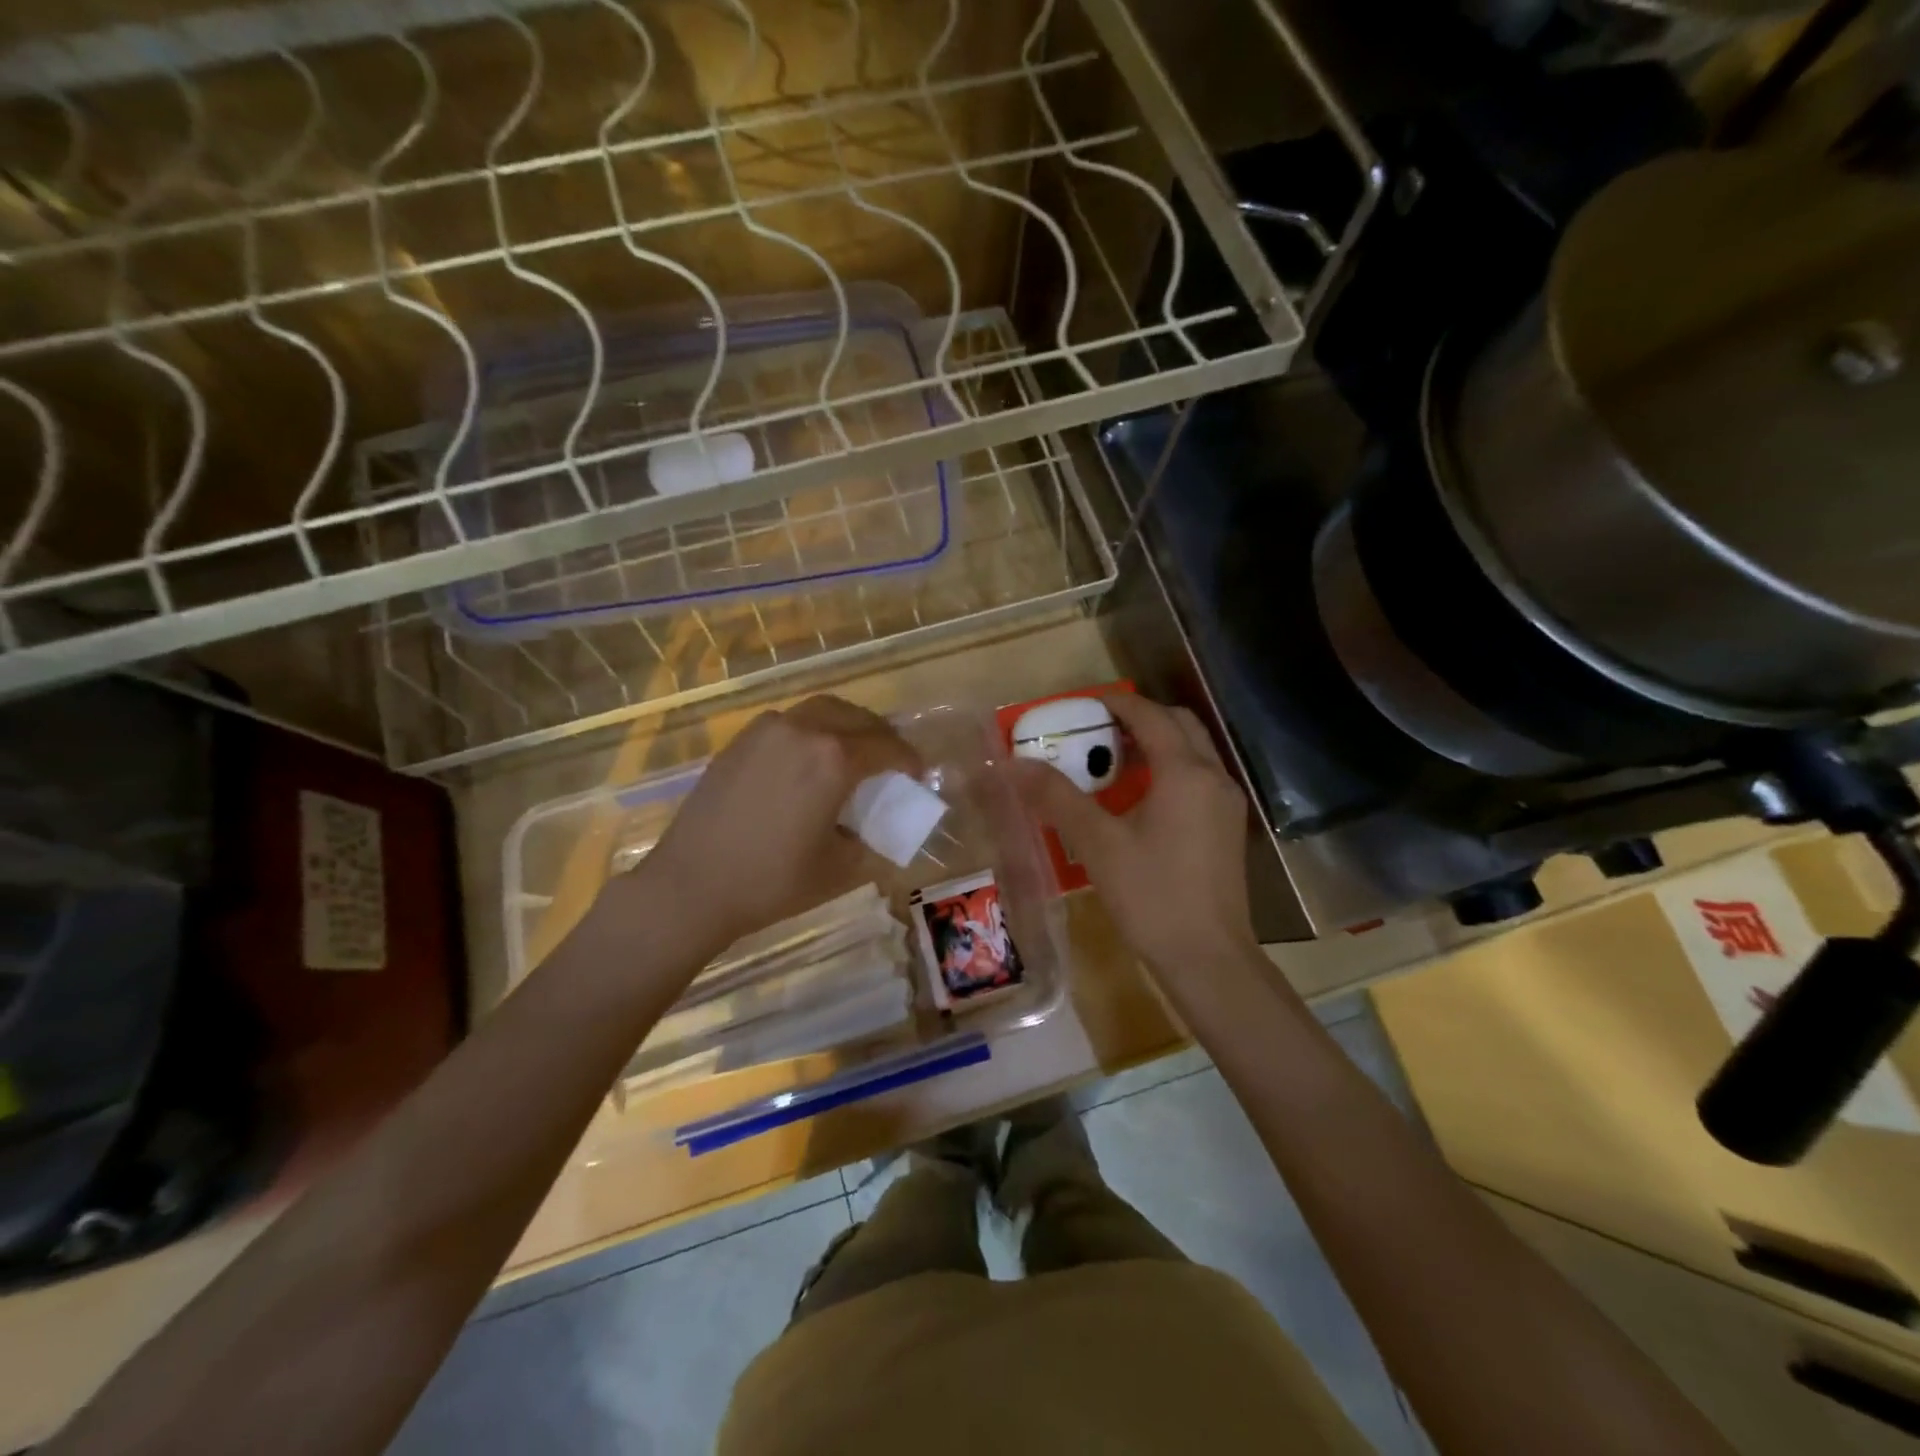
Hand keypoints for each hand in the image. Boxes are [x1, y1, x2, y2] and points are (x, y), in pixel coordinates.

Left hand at [625, 695, 921, 951]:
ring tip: (850, 753)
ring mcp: (765, 731)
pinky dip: (810, 731)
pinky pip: (787, 723)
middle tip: (888, 758)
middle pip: (854, 717)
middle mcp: (802, 731)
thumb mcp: (839, 867)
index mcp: (834, 759)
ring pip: (818, 711)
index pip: (886, 746)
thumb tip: (873, 826)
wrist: (691, 885)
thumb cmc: (772, 881)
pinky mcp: (738, 742)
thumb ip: (869, 839)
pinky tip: (806, 762)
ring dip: (844, 726)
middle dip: (879, 734)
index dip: (908, 759)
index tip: (918, 773)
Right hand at [1010, 694, 1259, 985]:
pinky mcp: (1227, 830)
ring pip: (1191, 753)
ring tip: (1111, 762)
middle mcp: (1214, 778)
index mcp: (1185, 772)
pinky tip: (1136, 801)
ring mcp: (1226, 805)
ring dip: (1155, 745)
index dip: (1115, 702)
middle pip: (1179, 725)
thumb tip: (1014, 764)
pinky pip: (1197, 780)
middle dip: (1139, 718)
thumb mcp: (1097, 844)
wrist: (1208, 959)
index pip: (1150, 715)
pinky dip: (1168, 771)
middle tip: (1097, 729)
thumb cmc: (1152, 896)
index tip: (1081, 705)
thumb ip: (1056, 798)